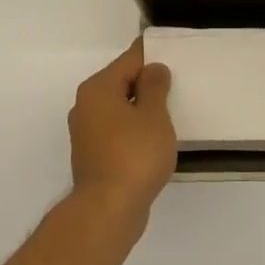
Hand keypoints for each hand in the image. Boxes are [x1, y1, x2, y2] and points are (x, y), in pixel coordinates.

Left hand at [68, 40, 176, 224]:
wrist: (108, 210)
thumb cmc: (134, 156)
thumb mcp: (153, 116)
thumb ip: (155, 87)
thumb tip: (153, 69)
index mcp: (98, 89)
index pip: (128, 60)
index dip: (152, 56)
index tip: (174, 55)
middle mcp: (86, 105)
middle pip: (121, 83)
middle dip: (147, 83)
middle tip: (178, 86)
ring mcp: (86, 133)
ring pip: (119, 109)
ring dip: (141, 110)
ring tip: (170, 114)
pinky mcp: (92, 155)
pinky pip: (116, 131)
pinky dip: (133, 131)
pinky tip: (153, 141)